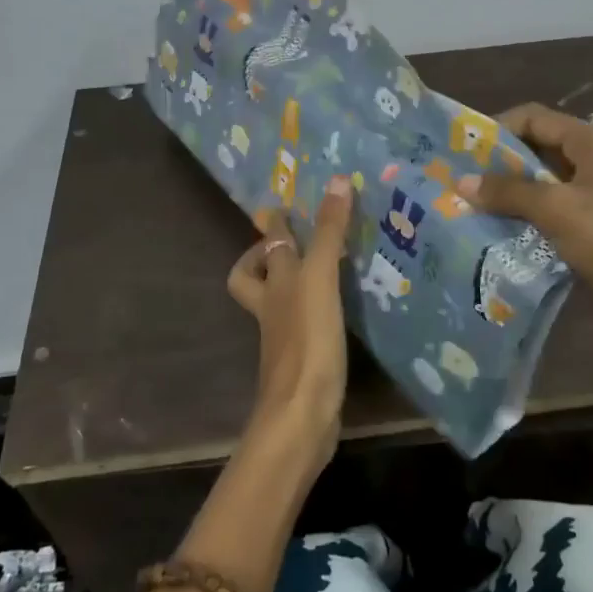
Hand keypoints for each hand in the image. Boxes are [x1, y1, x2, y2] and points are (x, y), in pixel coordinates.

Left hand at [225, 176, 353, 474]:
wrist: (302, 412)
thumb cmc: (308, 339)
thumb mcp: (320, 278)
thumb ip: (329, 233)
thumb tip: (340, 180)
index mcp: (273, 284)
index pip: (266, 248)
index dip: (273, 227)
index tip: (280, 208)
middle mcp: (272, 308)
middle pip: (253, 278)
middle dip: (264, 259)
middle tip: (290, 242)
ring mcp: (284, 338)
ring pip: (276, 303)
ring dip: (289, 286)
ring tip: (320, 271)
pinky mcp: (302, 362)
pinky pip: (302, 327)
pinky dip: (312, 314)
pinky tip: (335, 312)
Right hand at [470, 104, 592, 415]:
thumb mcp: (557, 210)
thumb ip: (508, 191)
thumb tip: (460, 181)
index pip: (534, 117)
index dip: (497, 129)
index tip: (462, 153)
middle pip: (540, 147)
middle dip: (500, 164)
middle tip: (461, 183)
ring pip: (546, 181)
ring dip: (512, 192)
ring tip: (474, 208)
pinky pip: (557, 209)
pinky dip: (530, 215)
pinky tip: (503, 231)